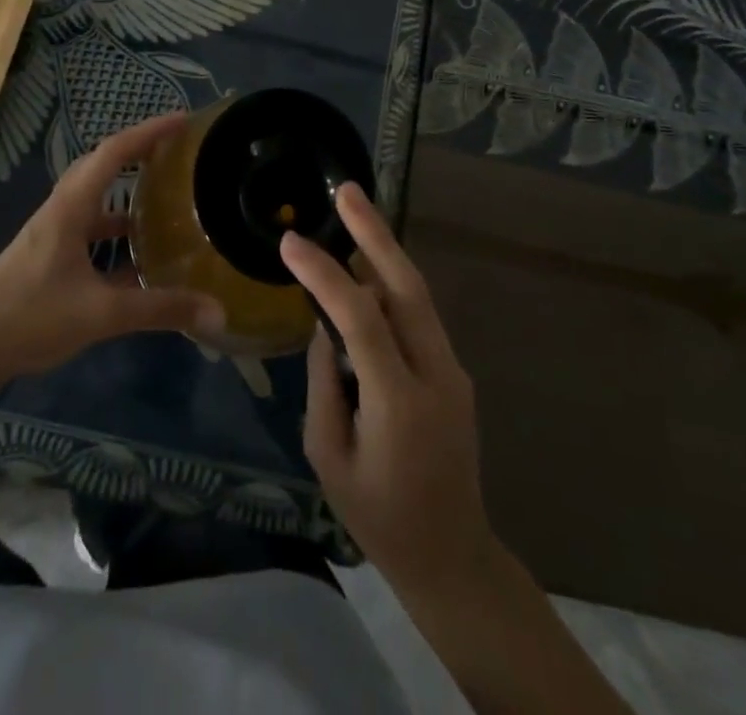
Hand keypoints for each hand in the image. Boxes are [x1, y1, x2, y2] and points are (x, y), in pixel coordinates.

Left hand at [0, 113, 224, 381]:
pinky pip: (91, 229)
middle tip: (176, 151)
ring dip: (127, 190)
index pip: (113, 152)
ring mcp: (53, 233)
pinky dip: (116, 231)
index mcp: (71, 207)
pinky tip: (138, 258)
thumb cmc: (31, 316)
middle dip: (139, 150)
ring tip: (165, 196)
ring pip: (96, 198)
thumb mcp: (102, 312)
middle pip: (102, 165)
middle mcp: (62, 210)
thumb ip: (160, 310)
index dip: (149, 131)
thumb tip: (218, 312)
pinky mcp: (50, 256)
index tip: (183, 120)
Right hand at [281, 184, 492, 591]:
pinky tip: (366, 270)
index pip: (360, 317)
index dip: (324, 274)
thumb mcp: (328, 456)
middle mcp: (435, 373)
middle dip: (375, 232)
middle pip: (406, 286)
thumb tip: (323, 325)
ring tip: (353, 212)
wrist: (452, 556)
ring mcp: (453, 370)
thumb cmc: (378, 517)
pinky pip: (418, 316)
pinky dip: (390, 284)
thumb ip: (323, 382)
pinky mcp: (455, 372)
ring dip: (384, 250)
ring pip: (417, 294)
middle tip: (347, 190)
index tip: (290, 242)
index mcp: (399, 401)